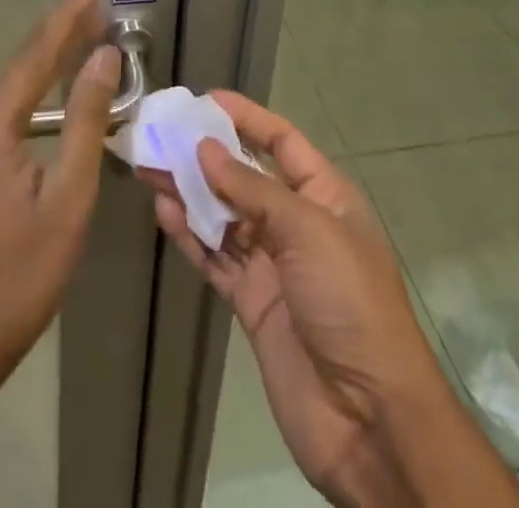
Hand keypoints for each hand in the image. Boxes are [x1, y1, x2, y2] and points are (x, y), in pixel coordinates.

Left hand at [0, 0, 119, 385]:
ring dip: (43, 65)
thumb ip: (84, 122)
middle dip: (58, 37)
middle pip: (18, 67)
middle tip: (94, 11)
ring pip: (6, 90)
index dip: (67, 20)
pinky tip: (47, 97)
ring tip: (79, 43)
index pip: (36, 55)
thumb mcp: (66, 198)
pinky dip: (27, 94)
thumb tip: (103, 59)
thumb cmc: (16, 277)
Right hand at [150, 93, 518, 507]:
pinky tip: (164, 213)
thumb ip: (252, 189)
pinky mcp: (252, 301)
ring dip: (190, 192)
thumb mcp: (308, 231)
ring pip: (223, 216)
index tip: (204, 100)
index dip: (246, 117)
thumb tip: (206, 148)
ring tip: (150, 167)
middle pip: (245, 176)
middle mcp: (297, 222)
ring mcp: (273, 263)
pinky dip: (190, 236)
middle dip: (206, 155)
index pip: (281, 141)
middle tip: (162, 135)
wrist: (368, 418)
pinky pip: (215, 257)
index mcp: (324, 195)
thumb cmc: (349, 301)